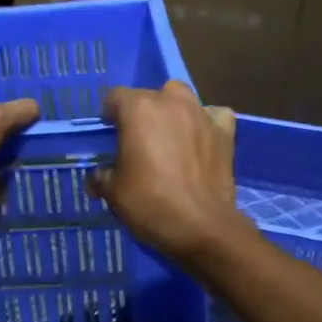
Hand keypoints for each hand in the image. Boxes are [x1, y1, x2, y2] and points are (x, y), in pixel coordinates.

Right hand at [89, 81, 245, 263]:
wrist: (201, 226)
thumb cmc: (149, 203)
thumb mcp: (113, 192)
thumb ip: (102, 176)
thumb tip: (97, 177)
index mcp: (138, 109)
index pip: (115, 97)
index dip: (109, 114)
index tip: (109, 134)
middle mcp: (170, 101)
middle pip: (149, 95)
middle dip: (141, 113)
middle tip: (138, 141)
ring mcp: (201, 114)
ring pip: (182, 98)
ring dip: (173, 110)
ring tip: (169, 135)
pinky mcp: (224, 131)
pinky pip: (214, 115)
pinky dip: (206, 122)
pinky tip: (201, 137)